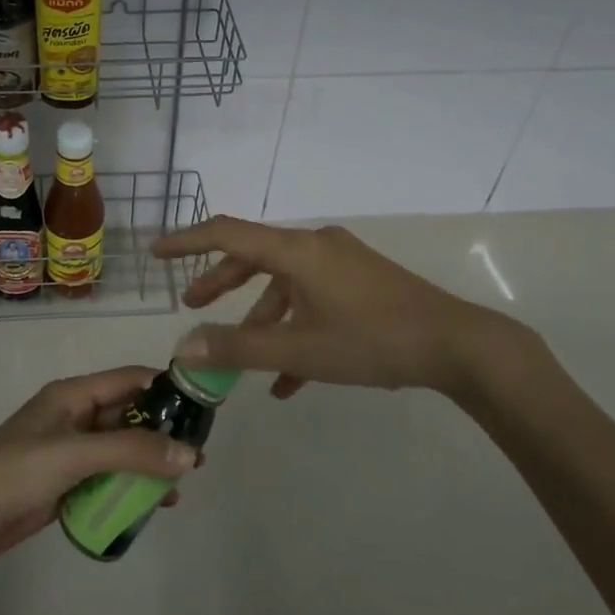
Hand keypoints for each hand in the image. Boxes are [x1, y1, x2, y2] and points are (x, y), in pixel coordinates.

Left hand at [0, 367, 196, 565]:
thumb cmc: (16, 470)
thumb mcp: (76, 453)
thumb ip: (132, 452)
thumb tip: (189, 454)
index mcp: (74, 395)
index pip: (129, 380)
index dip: (165, 388)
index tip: (202, 407)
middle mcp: (75, 418)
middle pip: (128, 418)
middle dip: (162, 433)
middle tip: (197, 456)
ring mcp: (69, 454)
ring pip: (120, 452)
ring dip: (148, 465)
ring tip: (181, 487)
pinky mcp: (64, 486)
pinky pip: (106, 481)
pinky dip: (128, 490)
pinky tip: (150, 507)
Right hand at [153, 217, 545, 408]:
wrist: (458, 345)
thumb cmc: (373, 340)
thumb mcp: (301, 349)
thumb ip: (239, 348)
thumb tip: (186, 347)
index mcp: (297, 250)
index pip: (228, 233)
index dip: (188, 242)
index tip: (157, 253)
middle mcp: (315, 246)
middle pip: (254, 257)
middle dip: (221, 283)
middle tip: (193, 305)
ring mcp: (341, 263)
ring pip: (285, 284)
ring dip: (260, 318)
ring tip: (242, 360)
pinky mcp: (360, 282)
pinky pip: (313, 299)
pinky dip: (294, 329)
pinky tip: (289, 380)